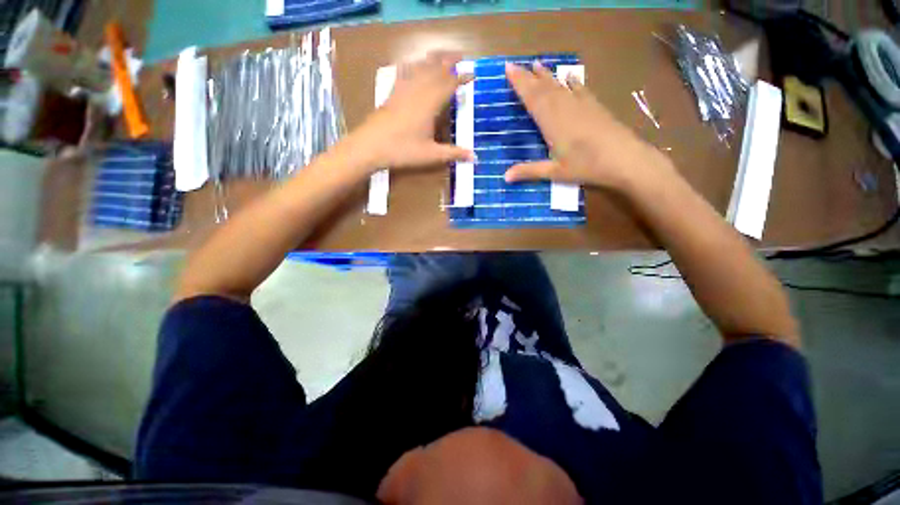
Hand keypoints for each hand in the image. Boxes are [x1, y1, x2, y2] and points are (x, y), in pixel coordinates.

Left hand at [342, 51, 475, 172]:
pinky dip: (412, 65)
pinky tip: (413, 64)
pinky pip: (404, 73)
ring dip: (433, 59)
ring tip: (442, 55)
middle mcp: (418, 91)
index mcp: (430, 104)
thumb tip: (474, 157)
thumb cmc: (403, 151)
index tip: (472, 75)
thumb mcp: (431, 155)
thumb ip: (453, 153)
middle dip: (449, 61)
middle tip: (461, 56)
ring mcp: (403, 90)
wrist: (370, 146)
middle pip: (435, 69)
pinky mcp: (392, 93)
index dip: (462, 78)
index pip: (449, 84)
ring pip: (420, 67)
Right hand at [503, 62, 671, 190]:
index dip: (519, 84)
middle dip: (527, 77)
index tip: (508, 69)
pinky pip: (580, 89)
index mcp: (552, 123)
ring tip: (537, 64)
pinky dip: (572, 82)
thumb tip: (504, 177)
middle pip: (543, 89)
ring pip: (560, 86)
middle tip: (515, 65)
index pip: (532, 99)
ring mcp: (581, 105)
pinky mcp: (595, 107)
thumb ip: (529, 172)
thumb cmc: (587, 166)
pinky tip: (569, 76)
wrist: (625, 159)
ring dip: (547, 76)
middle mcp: (565, 109)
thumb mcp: (555, 173)